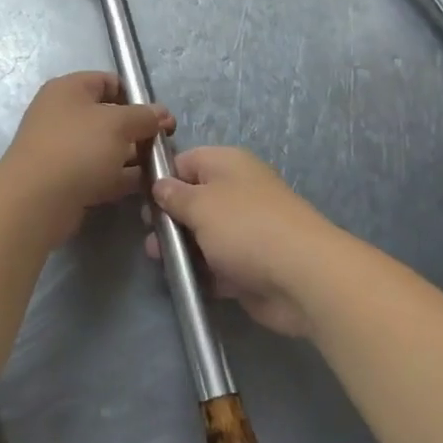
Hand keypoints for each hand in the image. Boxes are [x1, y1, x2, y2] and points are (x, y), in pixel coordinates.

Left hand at [1, 72, 173, 241]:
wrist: (36, 202)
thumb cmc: (78, 148)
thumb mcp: (118, 124)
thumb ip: (144, 116)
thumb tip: (162, 114)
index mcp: (69, 90)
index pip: (108, 81)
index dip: (136, 96)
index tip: (159, 116)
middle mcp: (63, 115)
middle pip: (110, 116)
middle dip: (139, 130)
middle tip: (165, 145)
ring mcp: (64, 149)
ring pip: (107, 147)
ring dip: (133, 156)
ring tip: (161, 168)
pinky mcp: (67, 179)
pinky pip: (101, 172)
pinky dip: (122, 177)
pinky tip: (147, 186)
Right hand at [146, 147, 350, 337]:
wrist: (302, 277)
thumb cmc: (245, 227)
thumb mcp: (200, 204)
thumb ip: (174, 195)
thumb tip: (160, 185)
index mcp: (228, 164)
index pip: (186, 161)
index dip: (162, 178)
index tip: (141, 200)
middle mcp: (238, 192)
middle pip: (194, 200)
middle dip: (169, 218)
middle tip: (150, 236)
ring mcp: (246, 230)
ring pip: (204, 235)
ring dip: (182, 248)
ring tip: (159, 261)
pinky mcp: (250, 265)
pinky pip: (218, 264)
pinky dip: (202, 272)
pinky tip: (182, 281)